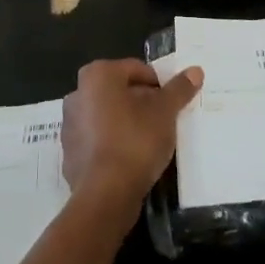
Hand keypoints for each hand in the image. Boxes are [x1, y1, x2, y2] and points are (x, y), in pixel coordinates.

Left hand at [62, 59, 202, 214]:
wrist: (105, 194)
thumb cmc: (136, 141)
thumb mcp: (165, 113)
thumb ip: (179, 89)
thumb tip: (195, 70)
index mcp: (98, 75)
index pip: (136, 69)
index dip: (158, 85)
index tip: (172, 103)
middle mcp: (78, 93)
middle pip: (119, 90)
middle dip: (141, 102)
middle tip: (163, 120)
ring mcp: (69, 123)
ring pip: (107, 114)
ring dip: (126, 122)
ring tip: (149, 141)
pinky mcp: (69, 152)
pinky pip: (97, 139)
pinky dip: (112, 142)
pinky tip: (129, 158)